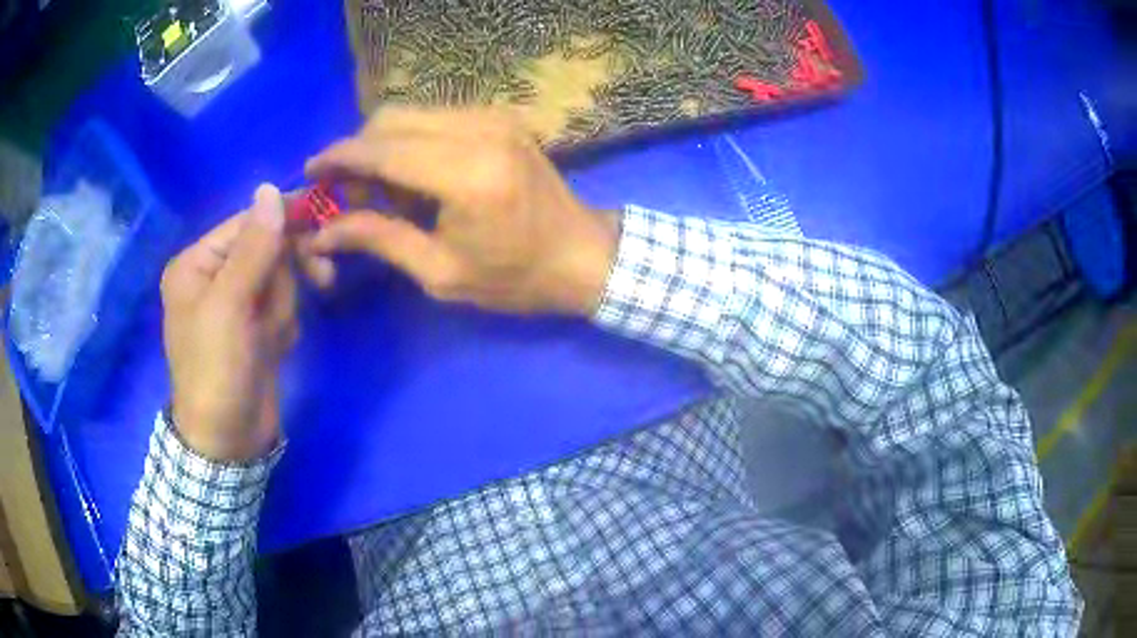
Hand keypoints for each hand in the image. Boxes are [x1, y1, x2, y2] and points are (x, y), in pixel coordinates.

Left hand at [161, 185, 297, 460]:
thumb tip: (270, 188)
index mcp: (197, 264)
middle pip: (266, 249)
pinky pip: (281, 306)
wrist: (228, 442)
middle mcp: (214, 277)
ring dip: (284, 307)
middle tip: (323, 279)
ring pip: (279, 279)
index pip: (247, 223)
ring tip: (271, 338)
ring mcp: (235, 304)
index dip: (284, 220)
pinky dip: (285, 325)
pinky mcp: (253, 327)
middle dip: (287, 274)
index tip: (324, 219)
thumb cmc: (217, 371)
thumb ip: (253, 248)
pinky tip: (274, 349)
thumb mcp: (230, 306)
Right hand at [303, 107, 619, 314]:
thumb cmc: (515, 278)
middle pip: (391, 119)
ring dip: (382, 144)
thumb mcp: (440, 272)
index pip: (382, 149)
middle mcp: (481, 130)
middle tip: (344, 191)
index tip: (310, 173)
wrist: (583, 255)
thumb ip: (378, 239)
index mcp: (468, 175)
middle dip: (357, 150)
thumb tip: (322, 231)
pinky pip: (436, 116)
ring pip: (412, 113)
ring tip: (376, 189)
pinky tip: (410, 174)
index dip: (338, 158)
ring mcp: (495, 117)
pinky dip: (410, 139)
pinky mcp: (501, 116)